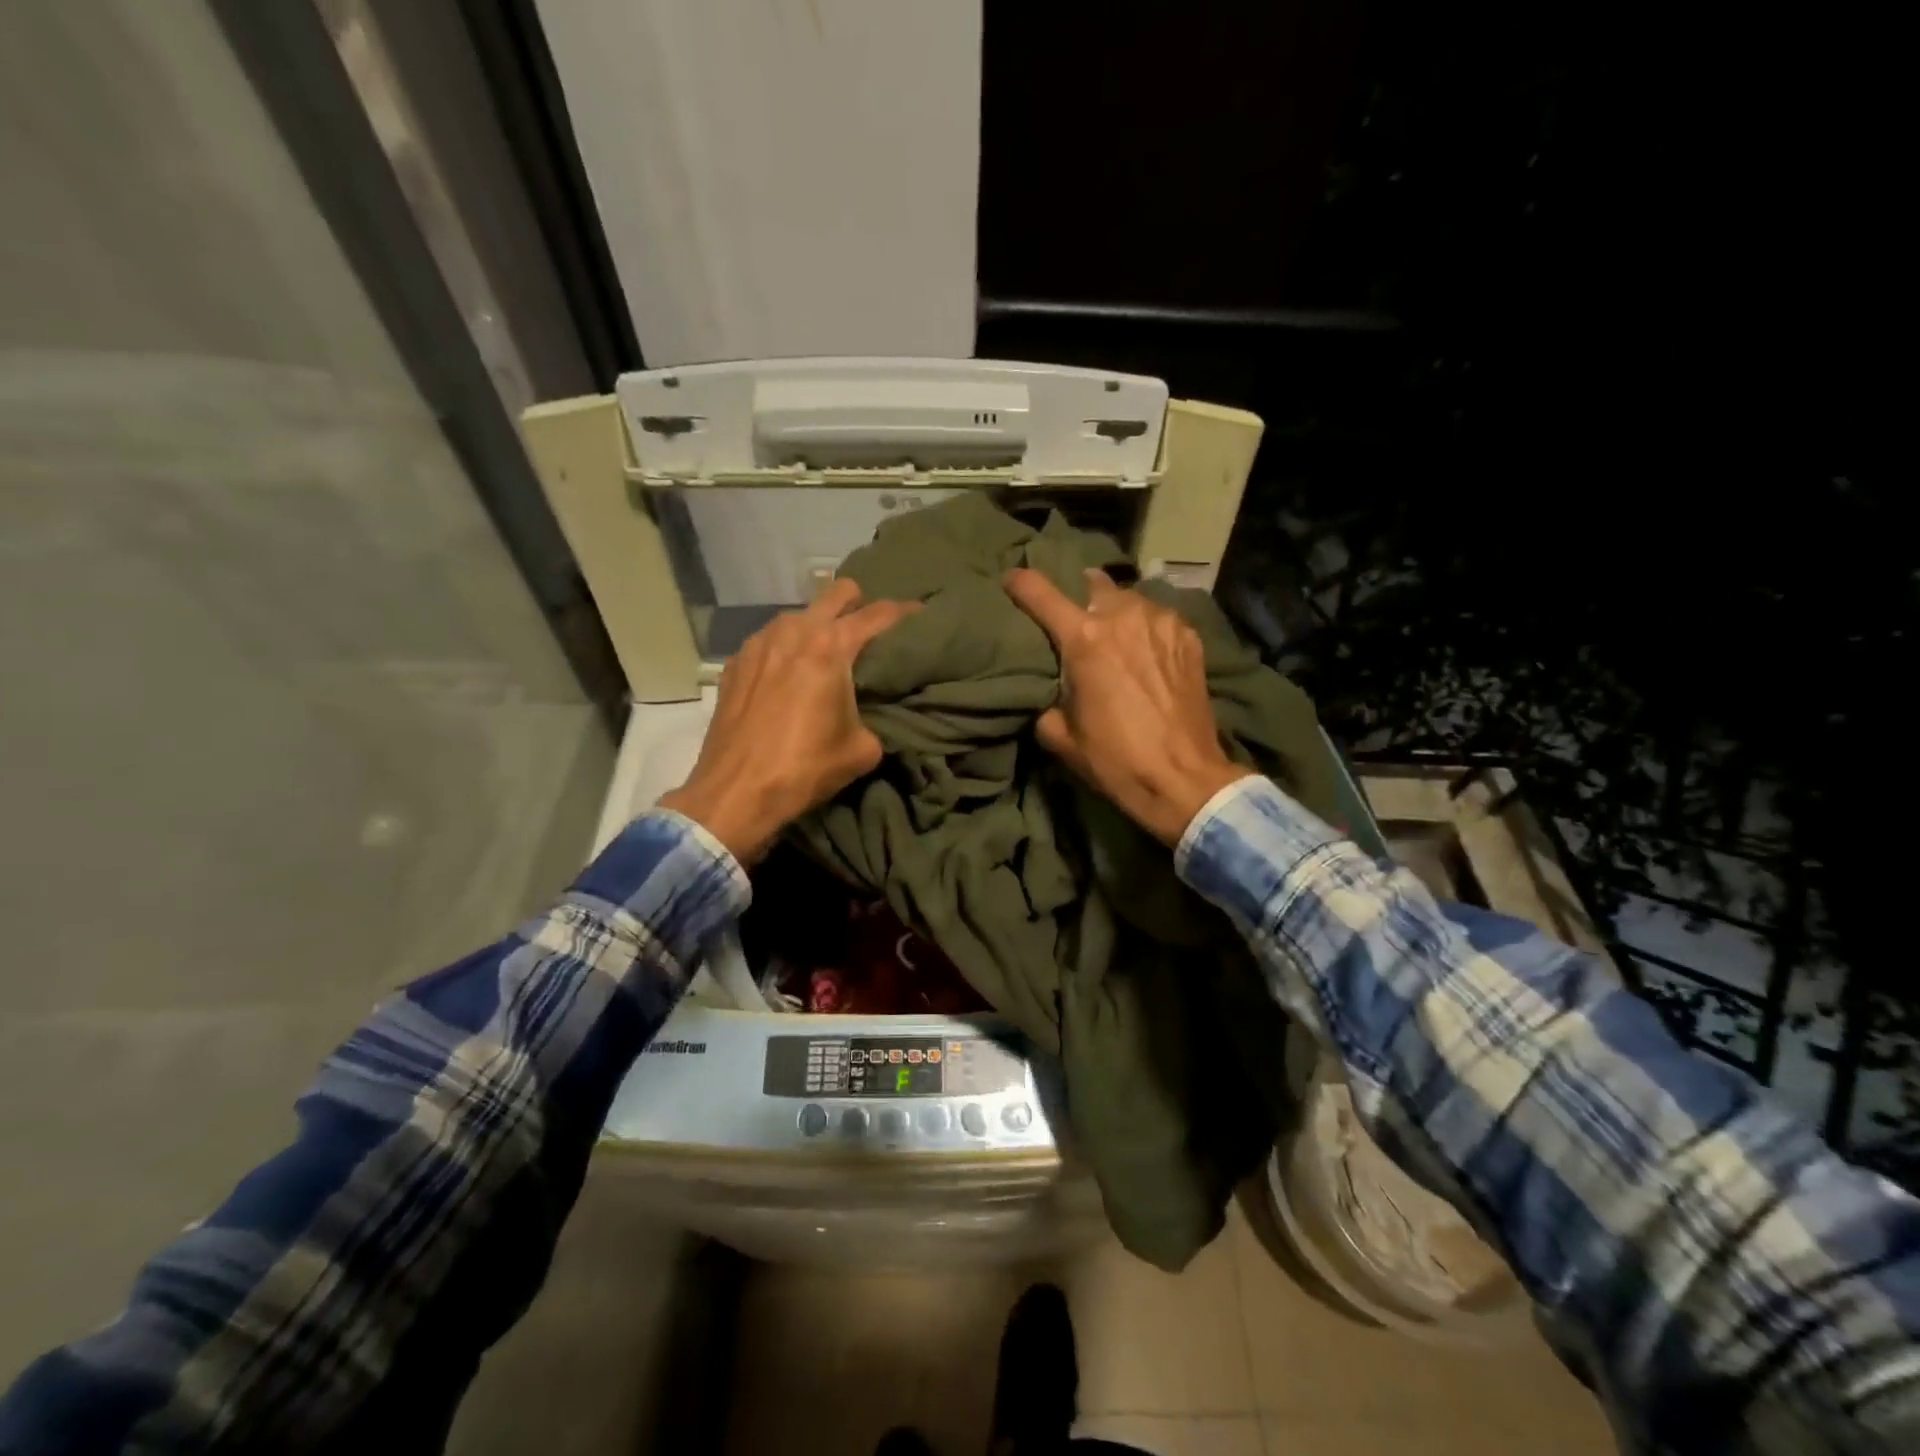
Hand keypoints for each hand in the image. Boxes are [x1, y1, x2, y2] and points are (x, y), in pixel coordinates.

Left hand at [659, 579, 916, 862]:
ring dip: (818, 625)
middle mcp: (795, 631)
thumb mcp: (862, 749)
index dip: (905, 612)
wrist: (736, 792)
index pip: (879, 614)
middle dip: (858, 603)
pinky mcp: (736, 662)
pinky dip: (787, 648)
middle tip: (870, 629)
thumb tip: (869, 716)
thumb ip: (874, 719)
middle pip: (836, 593)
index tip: (921, 614)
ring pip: (800, 614)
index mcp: (831, 647)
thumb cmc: (805, 767)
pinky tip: (789, 675)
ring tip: (827, 653)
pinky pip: (771, 639)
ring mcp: (760, 642)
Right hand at [1004, 567, 1252, 845]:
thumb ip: (1045, 702)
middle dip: (1079, 596)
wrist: (1183, 778)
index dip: (1020, 582)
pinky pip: (1158, 618)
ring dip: (1116, 611)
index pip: (1041, 593)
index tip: (1010, 580)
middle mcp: (1123, 617)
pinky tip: (1146, 651)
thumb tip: (1049, 692)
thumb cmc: (1116, 760)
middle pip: (1091, 584)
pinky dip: (1145, 627)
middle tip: (1075, 618)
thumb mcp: (1061, 738)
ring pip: (1129, 599)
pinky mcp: (1189, 637)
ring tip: (1114, 635)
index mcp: (1084, 639)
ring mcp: (1162, 622)